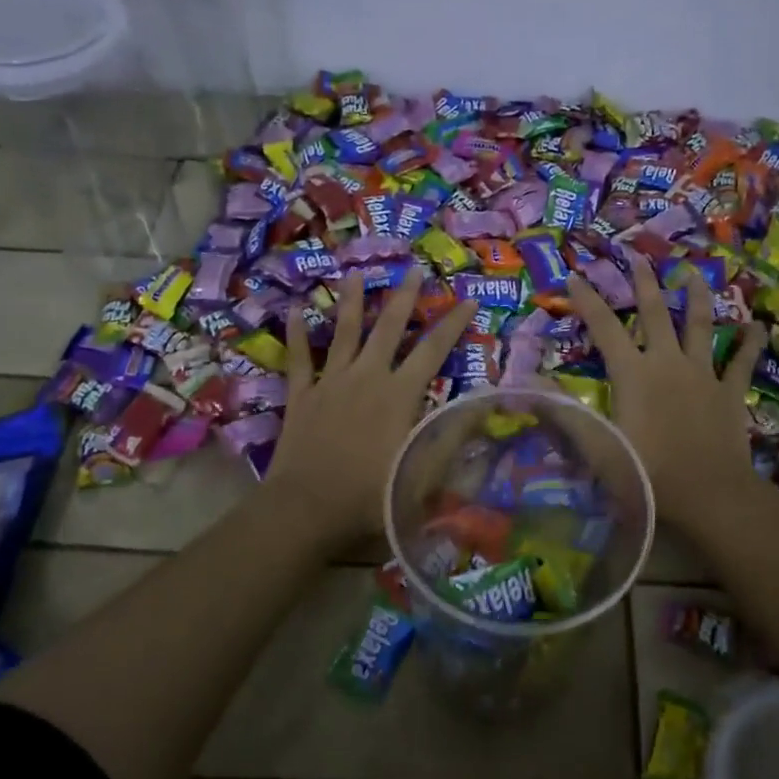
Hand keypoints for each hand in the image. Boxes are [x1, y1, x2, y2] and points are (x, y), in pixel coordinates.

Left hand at [264, 271, 478, 546]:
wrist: (308, 508)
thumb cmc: (371, 495)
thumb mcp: (425, 473)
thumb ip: (453, 437)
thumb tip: (483, 405)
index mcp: (401, 394)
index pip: (434, 350)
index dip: (453, 323)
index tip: (467, 298)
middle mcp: (368, 377)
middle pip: (388, 328)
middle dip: (404, 298)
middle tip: (413, 270)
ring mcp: (331, 382)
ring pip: (344, 333)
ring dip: (352, 302)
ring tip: (356, 275)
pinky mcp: (301, 396)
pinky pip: (299, 358)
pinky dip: (297, 335)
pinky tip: (295, 311)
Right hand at [567, 255, 765, 525]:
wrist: (709, 496)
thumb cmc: (647, 473)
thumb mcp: (597, 447)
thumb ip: (564, 413)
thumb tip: (528, 383)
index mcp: (633, 373)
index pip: (605, 328)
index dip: (588, 301)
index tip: (575, 276)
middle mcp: (668, 363)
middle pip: (655, 313)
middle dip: (644, 283)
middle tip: (638, 256)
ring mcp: (703, 374)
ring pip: (701, 326)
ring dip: (696, 297)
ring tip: (693, 273)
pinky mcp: (730, 392)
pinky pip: (742, 362)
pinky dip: (750, 343)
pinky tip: (758, 326)